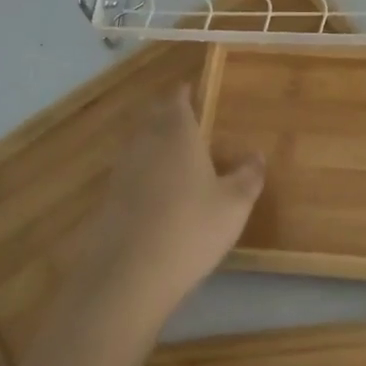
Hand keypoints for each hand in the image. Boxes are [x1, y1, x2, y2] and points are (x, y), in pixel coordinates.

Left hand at [82, 84, 264, 333]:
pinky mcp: (107, 201)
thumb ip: (248, 176)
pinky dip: (142, 173)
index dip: (183, 93)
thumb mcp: (234, 205)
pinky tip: (155, 192)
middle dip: (166, 114)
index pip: (176, 100)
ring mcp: (122, 172)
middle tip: (183, 116)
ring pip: (138, 145)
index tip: (191, 89)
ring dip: (153, 142)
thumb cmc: (190, 228)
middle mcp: (145, 144)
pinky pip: (129, 173)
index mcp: (177, 134)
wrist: (127, 276)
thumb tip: (257, 155)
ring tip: (172, 152)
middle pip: (152, 118)